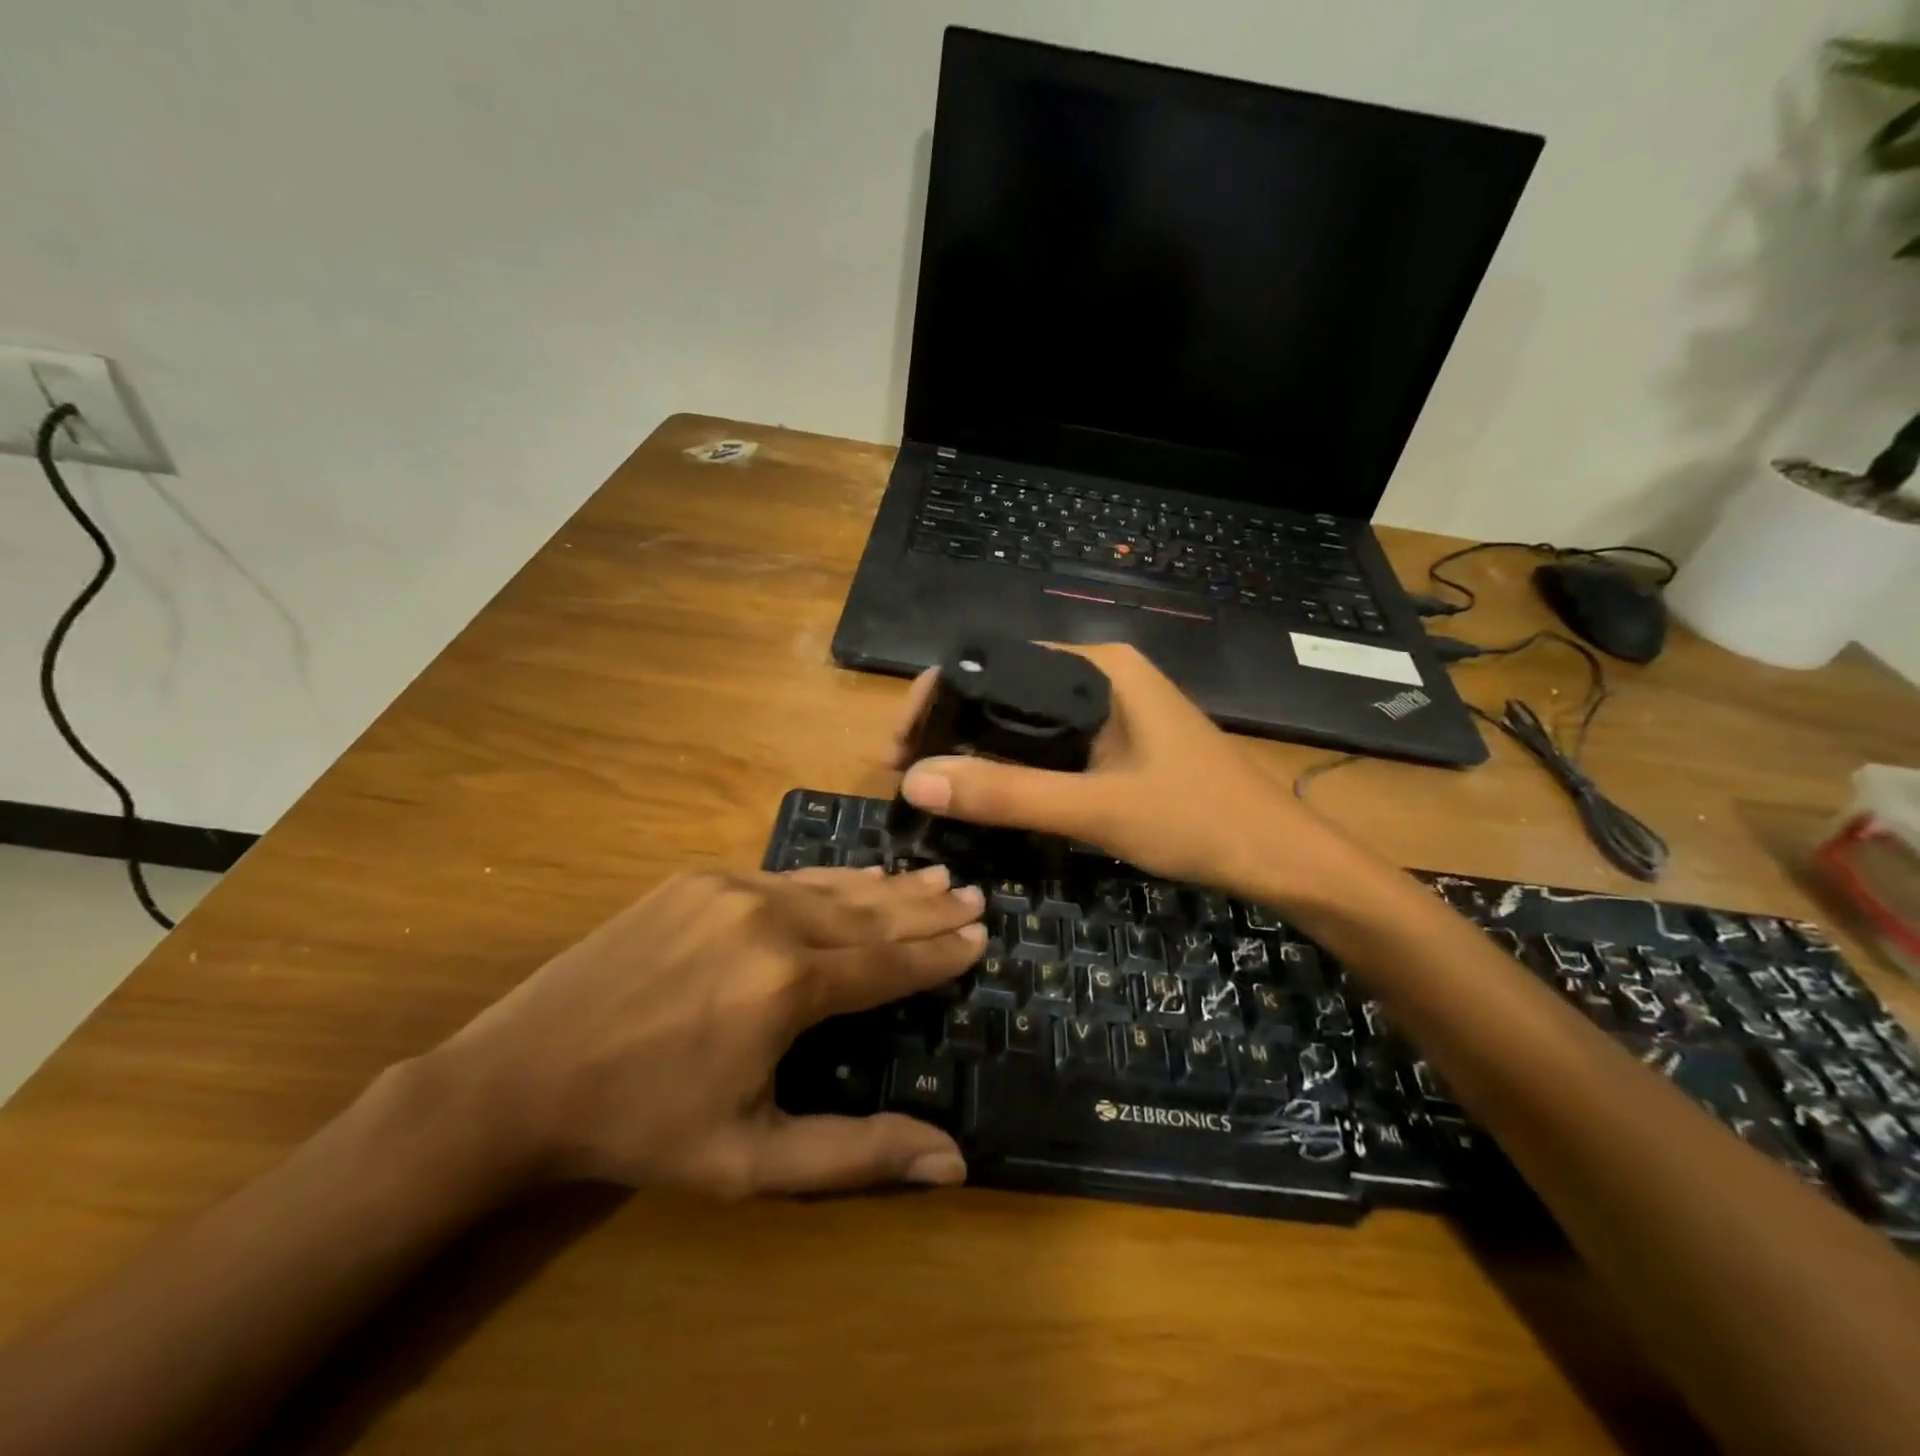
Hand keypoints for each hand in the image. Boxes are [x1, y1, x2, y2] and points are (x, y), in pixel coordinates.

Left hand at [423, 867, 984, 1196]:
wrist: (521, 1075)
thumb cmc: (643, 1126)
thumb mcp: (752, 1161)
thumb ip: (858, 1153)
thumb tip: (954, 1160)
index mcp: (789, 986)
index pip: (889, 963)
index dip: (938, 954)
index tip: (980, 937)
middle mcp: (770, 920)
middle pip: (870, 912)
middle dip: (927, 908)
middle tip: (974, 896)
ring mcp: (731, 888)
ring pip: (832, 886)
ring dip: (888, 886)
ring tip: (936, 876)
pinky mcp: (699, 877)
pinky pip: (786, 875)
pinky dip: (833, 879)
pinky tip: (858, 877)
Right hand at [890, 642, 1344, 895]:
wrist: (1281, 858)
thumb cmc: (1199, 821)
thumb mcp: (1096, 809)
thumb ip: (1007, 794)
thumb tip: (916, 782)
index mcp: (1098, 667)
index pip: (994, 662)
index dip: (937, 698)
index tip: (899, 747)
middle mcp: (1101, 674)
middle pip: (1004, 687)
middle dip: (950, 727)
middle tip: (905, 774)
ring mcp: (1111, 708)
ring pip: (1024, 718)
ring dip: (976, 748)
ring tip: (932, 785)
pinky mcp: (1117, 740)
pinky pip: (1048, 741)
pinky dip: (1011, 762)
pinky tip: (987, 789)